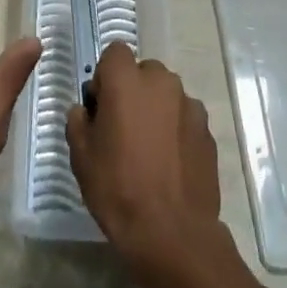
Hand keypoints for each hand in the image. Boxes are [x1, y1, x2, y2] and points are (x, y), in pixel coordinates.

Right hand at [67, 45, 222, 270]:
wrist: (172, 234)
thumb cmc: (118, 189)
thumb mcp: (81, 156)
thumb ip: (79, 120)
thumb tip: (86, 110)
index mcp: (127, 80)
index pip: (115, 53)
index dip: (106, 76)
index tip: (101, 107)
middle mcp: (162, 82)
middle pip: (144, 72)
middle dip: (133, 91)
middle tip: (123, 128)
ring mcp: (189, 105)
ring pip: (166, 95)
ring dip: (156, 109)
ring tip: (149, 149)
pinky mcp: (208, 131)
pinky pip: (185, 119)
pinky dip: (176, 130)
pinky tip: (169, 164)